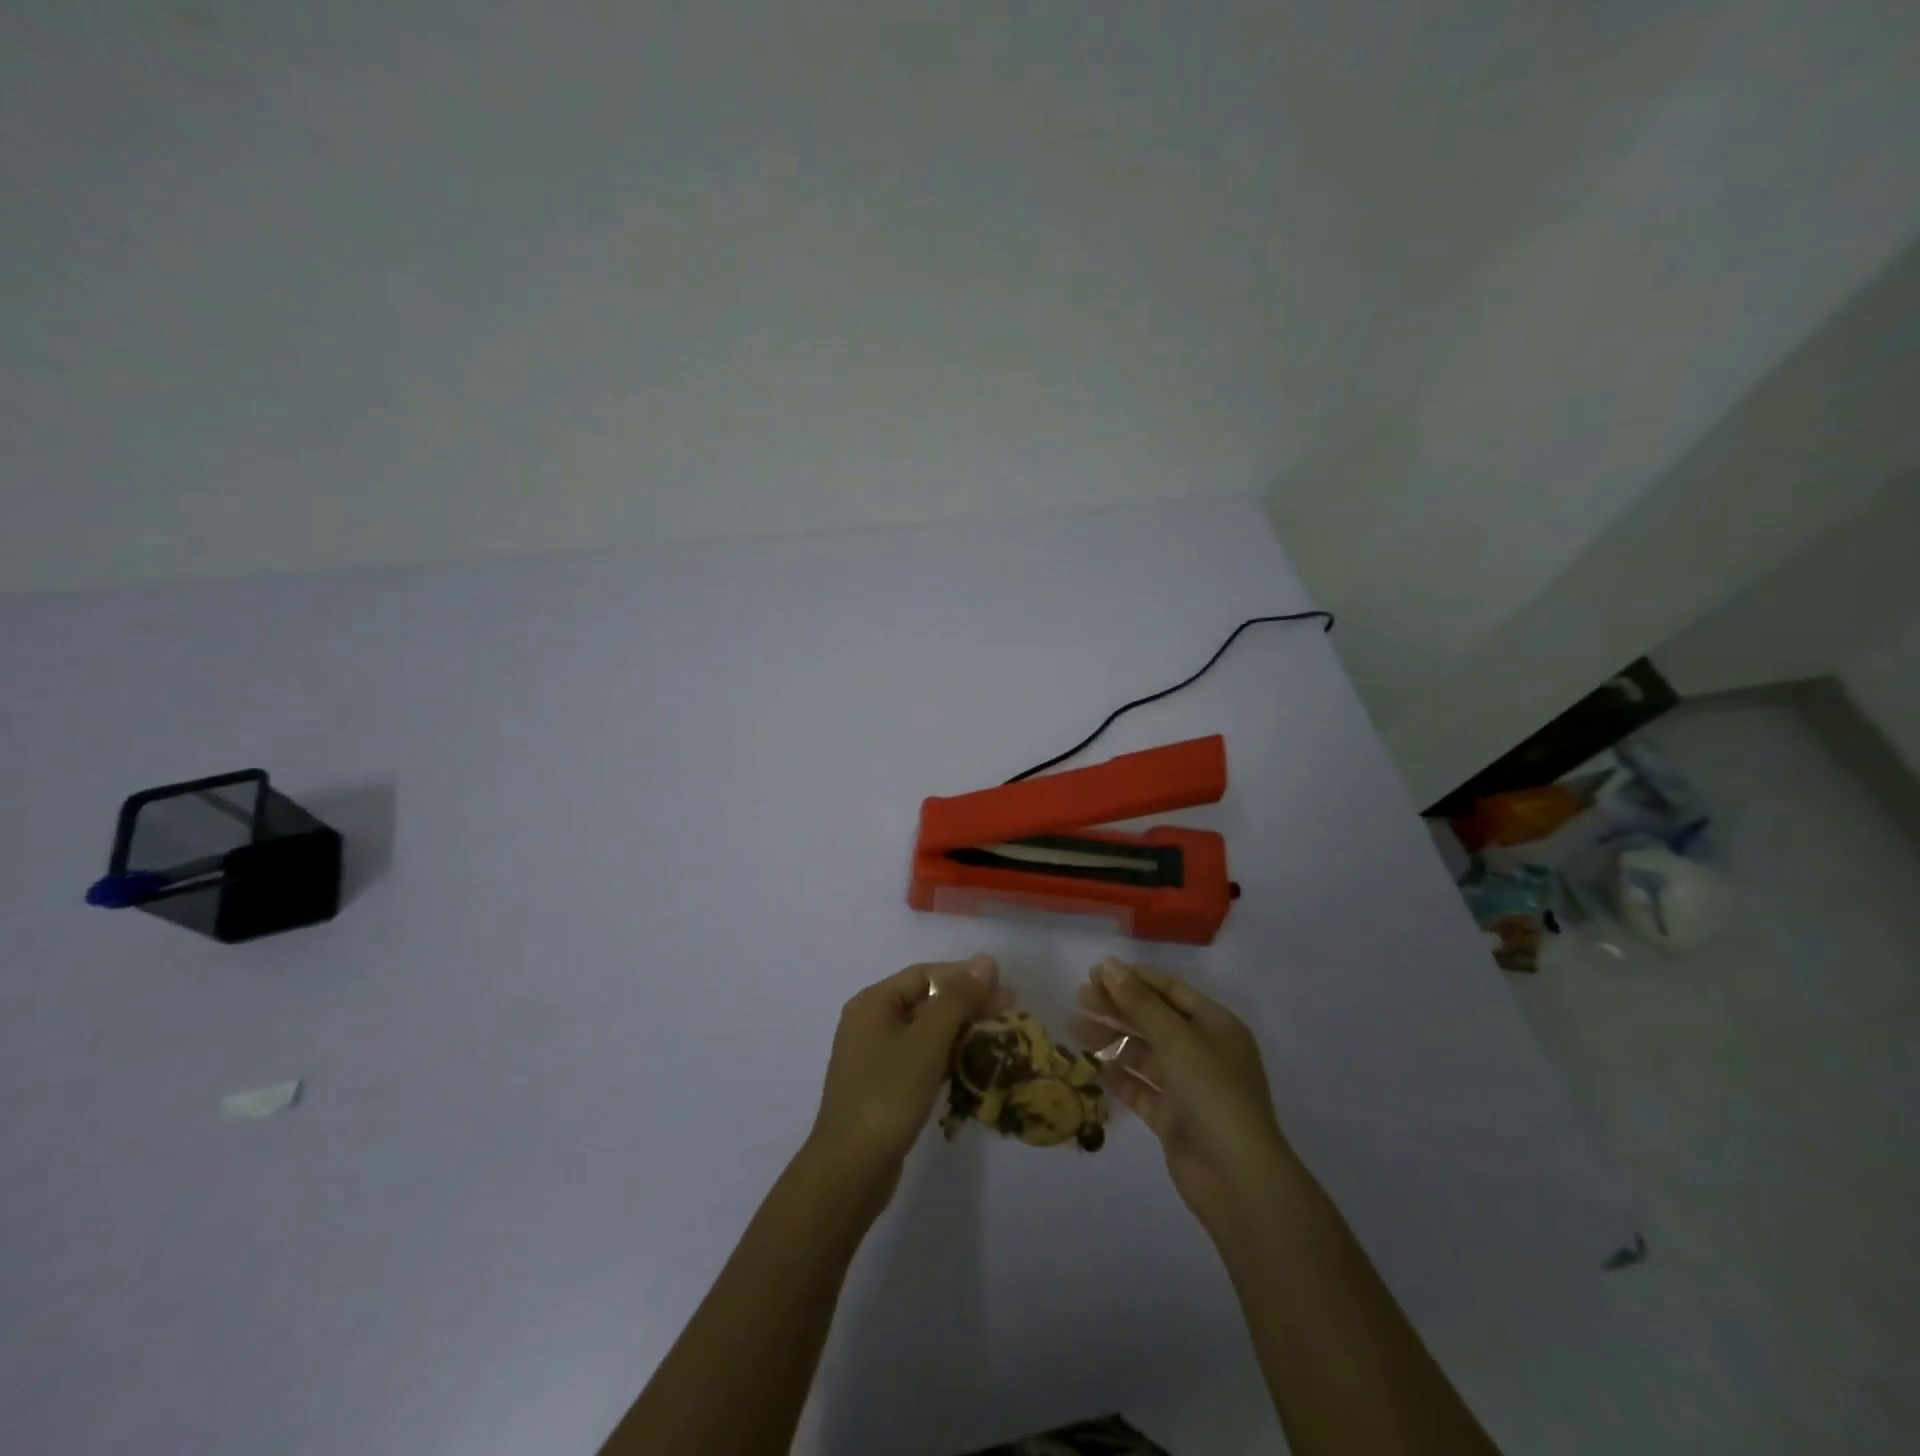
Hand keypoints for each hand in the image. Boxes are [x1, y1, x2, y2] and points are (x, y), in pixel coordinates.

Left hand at [806, 954, 1007, 1204]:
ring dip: (961, 1031)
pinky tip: (975, 1065)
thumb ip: (958, 998)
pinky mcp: (884, 1087)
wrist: (851, 1169)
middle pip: (926, 1001)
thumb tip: (986, 959)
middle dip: (967, 1004)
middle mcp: (871, 1022)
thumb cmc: (888, 1093)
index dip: (965, 976)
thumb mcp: (927, 1040)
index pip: (925, 974)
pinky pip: (921, 1059)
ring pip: (926, 1032)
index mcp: (873, 1002)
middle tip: (1009, 1009)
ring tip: (1000, 1036)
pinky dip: (948, 1057)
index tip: (1003, 985)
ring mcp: (875, 1057)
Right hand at [1072, 958, 1299, 1239]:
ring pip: (1143, 1054)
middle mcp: (1203, 1052)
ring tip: (1074, 1026)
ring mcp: (1188, 1087)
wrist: (1237, 1179)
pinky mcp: (1173, 1119)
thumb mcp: (1177, 1039)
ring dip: (1112, 1038)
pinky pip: (1141, 1089)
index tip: (1097, 971)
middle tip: (1080, 995)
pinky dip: (1119, 1076)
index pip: (1171, 991)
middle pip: (1154, 1020)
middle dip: (1118, 1006)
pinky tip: (1093, 1065)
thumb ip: (1140, 1004)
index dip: (1135, 979)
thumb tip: (1110, 967)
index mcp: (1215, 1026)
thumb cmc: (1213, 1093)